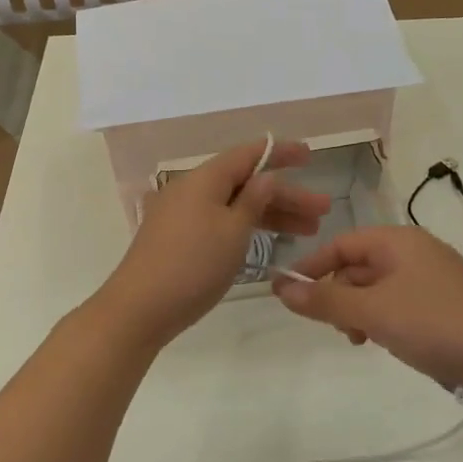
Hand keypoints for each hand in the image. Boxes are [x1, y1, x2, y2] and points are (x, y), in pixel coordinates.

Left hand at [99, 139, 331, 348]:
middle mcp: (191, 189)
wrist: (140, 308)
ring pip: (234, 205)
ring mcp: (181, 214)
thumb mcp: (233, 232)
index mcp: (204, 179)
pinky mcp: (177, 238)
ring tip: (309, 230)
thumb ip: (254, 200)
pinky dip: (247, 227)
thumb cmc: (193, 265)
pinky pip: (220, 221)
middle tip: (322, 211)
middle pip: (245, 183)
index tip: (309, 155)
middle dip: (285, 195)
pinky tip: (268, 239)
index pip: (248, 155)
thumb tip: (266, 176)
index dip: (280, 153)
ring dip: (271, 214)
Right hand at [274, 227, 462, 401]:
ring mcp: (434, 278)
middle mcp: (416, 251)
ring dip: (360, 311)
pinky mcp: (448, 304)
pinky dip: (385, 320)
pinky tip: (389, 343)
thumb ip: (325, 301)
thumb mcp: (373, 312)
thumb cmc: (435, 324)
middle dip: (339, 294)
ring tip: (361, 340)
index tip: (290, 295)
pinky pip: (402, 303)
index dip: (313, 267)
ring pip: (380, 288)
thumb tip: (281, 288)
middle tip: (334, 328)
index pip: (341, 244)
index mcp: (398, 241)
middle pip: (360, 265)